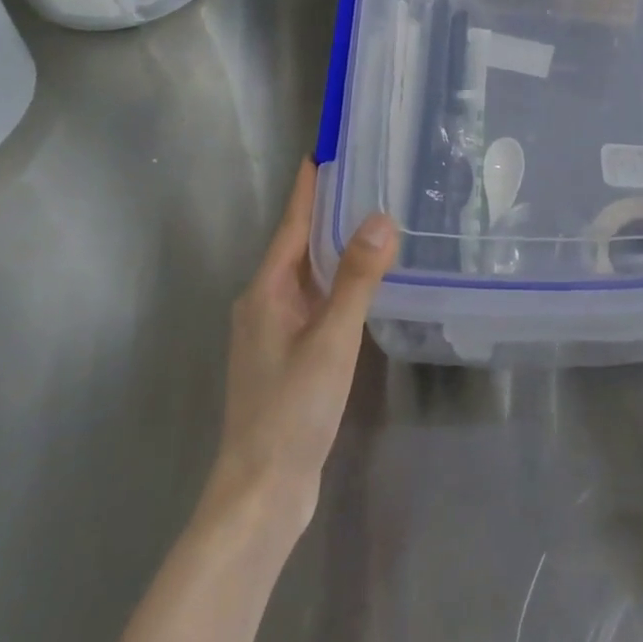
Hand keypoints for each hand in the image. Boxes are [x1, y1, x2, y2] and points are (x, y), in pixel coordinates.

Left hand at [212, 161, 397, 530]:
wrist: (261, 492)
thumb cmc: (291, 410)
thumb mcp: (331, 339)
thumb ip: (357, 279)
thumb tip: (381, 217)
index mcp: (266, 291)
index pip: (293, 223)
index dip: (310, 187)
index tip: (326, 149)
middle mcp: (264, 304)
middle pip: (299, 245)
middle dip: (328, 211)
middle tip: (366, 178)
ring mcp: (273, 333)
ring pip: (308, 276)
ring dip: (334, 248)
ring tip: (371, 221)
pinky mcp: (287, 357)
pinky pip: (315, 302)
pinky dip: (337, 283)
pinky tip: (362, 285)